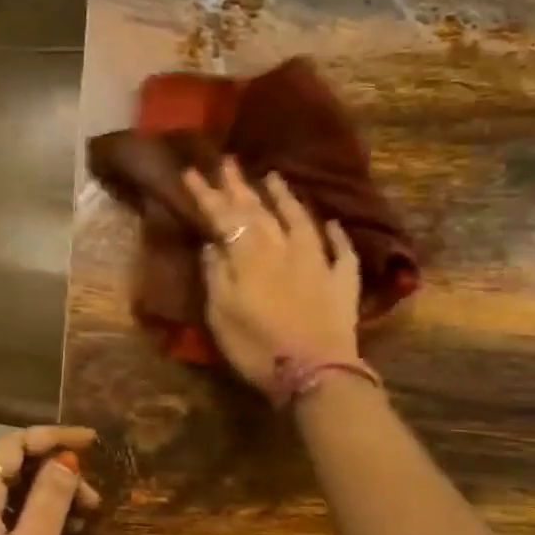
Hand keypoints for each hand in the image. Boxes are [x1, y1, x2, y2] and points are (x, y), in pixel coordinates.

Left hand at [0, 425, 99, 534]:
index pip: (14, 445)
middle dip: (56, 472)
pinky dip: (31, 517)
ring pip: (8, 492)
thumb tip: (66, 461)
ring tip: (85, 519)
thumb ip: (48, 503)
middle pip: (11, 466)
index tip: (94, 443)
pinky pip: (0, 515)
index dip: (54, 437)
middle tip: (96, 500)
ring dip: (47, 496)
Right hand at [183, 159, 361, 393]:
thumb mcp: (221, 315)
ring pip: (299, 220)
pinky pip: (340, 251)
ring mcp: (317, 262)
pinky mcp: (342, 281)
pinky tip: (332, 223)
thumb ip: (216, 274)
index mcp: (250, 256)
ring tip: (274, 177)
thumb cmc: (258, 348)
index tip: (192, 171)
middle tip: (228, 161)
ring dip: (285, 198)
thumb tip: (213, 243)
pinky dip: (336, 235)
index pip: (224, 217)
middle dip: (240, 186)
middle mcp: (283, 249)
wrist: (315, 373)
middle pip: (259, 211)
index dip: (207, 194)